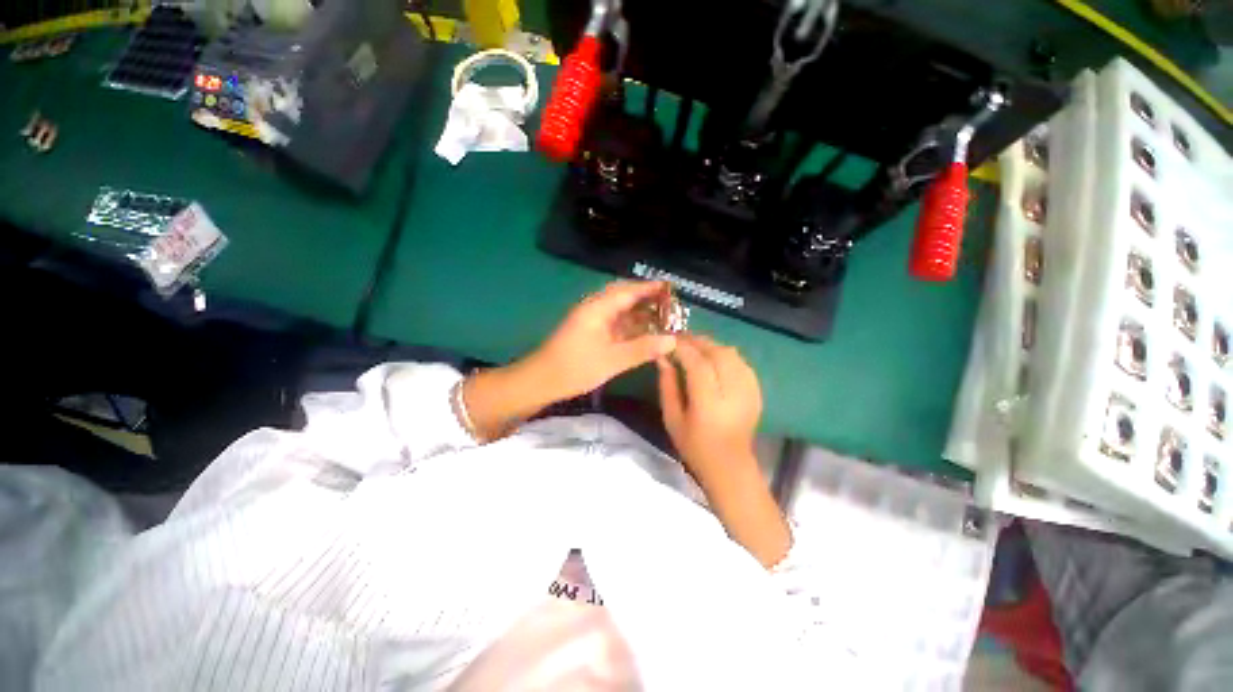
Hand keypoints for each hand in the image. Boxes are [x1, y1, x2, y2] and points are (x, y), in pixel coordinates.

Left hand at [525, 280, 677, 402]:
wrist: (542, 381)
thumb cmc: (575, 367)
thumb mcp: (612, 360)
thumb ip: (643, 349)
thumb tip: (672, 340)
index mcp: (598, 308)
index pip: (628, 291)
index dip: (650, 288)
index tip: (671, 288)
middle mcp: (595, 309)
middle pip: (625, 297)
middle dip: (647, 299)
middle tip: (671, 305)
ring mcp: (593, 321)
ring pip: (621, 311)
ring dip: (640, 314)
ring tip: (665, 319)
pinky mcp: (592, 333)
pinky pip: (616, 324)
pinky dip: (632, 327)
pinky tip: (646, 333)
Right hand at [657, 335, 762, 488]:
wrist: (730, 464)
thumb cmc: (694, 445)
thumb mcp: (672, 418)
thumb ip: (667, 385)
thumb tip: (663, 358)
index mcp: (709, 403)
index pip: (697, 364)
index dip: (683, 348)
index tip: (668, 340)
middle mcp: (732, 392)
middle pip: (717, 353)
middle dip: (697, 341)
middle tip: (680, 338)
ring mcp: (748, 390)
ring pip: (731, 353)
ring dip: (711, 345)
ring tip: (694, 345)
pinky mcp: (756, 390)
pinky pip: (740, 361)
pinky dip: (725, 353)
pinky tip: (713, 357)